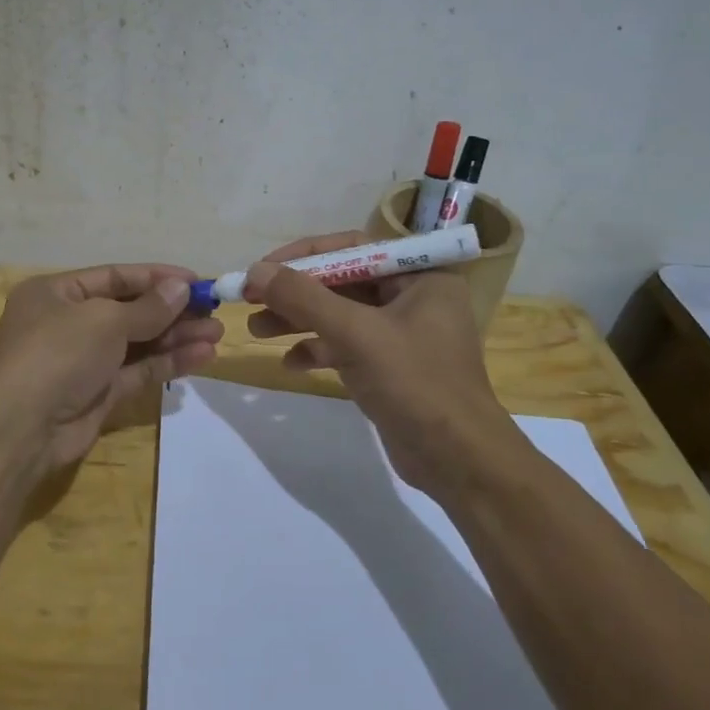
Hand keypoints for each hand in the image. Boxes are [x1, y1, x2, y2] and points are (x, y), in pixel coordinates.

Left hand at [0, 264, 223, 474]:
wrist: (22, 428)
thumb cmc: (58, 353)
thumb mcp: (104, 319)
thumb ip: (148, 307)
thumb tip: (181, 287)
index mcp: (57, 293)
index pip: (115, 277)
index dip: (157, 277)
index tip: (197, 280)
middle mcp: (69, 323)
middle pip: (130, 310)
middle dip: (172, 311)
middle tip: (213, 310)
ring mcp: (84, 361)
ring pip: (138, 343)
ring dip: (176, 337)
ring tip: (216, 333)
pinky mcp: (99, 393)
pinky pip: (139, 371)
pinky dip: (168, 362)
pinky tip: (203, 356)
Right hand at [244, 232, 514, 498]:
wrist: (458, 462)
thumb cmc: (415, 384)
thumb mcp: (355, 334)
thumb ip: (303, 298)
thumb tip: (255, 271)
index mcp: (420, 275)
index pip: (352, 248)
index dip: (303, 254)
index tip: (262, 268)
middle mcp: (412, 297)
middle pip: (341, 282)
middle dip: (295, 292)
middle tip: (251, 300)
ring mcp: (400, 334)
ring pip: (338, 315)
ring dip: (297, 321)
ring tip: (256, 331)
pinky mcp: (389, 367)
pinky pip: (345, 346)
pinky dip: (316, 350)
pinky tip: (289, 364)